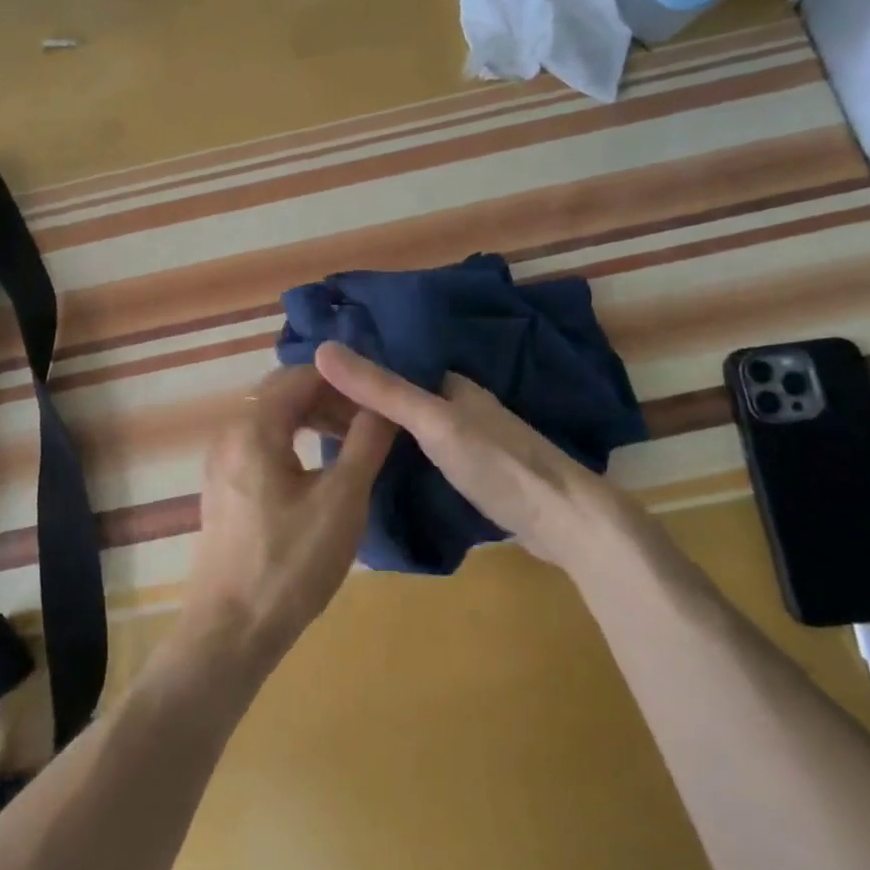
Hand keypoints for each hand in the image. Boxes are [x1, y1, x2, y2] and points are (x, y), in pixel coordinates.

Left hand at [179, 366, 396, 674]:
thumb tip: (385, 403)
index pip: (302, 375)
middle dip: (329, 396)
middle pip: (282, 392)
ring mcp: (221, 460)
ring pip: (271, 417)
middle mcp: (230, 432)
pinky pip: (260, 442)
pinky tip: (319, 466)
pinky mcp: (223, 485)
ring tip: (351, 440)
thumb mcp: (342, 501)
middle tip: (370, 419)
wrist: (231, 629)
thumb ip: (365, 442)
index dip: (345, 380)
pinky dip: (292, 439)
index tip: (381, 395)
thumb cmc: (291, 563)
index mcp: (254, 427)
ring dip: (311, 418)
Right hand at [313, 341, 633, 570]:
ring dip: (375, 430)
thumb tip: (322, 349)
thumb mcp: (432, 423)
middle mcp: (458, 404)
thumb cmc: (497, 464)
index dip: (350, 374)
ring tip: (327, 444)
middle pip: (397, 397)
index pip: (389, 367)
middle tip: (306, 421)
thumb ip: (381, 389)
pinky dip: (395, 454)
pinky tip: (374, 469)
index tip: (304, 386)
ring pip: (409, 427)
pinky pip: (421, 453)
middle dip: (358, 404)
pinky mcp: (475, 471)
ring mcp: (469, 439)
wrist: (565, 521)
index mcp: (450, 383)